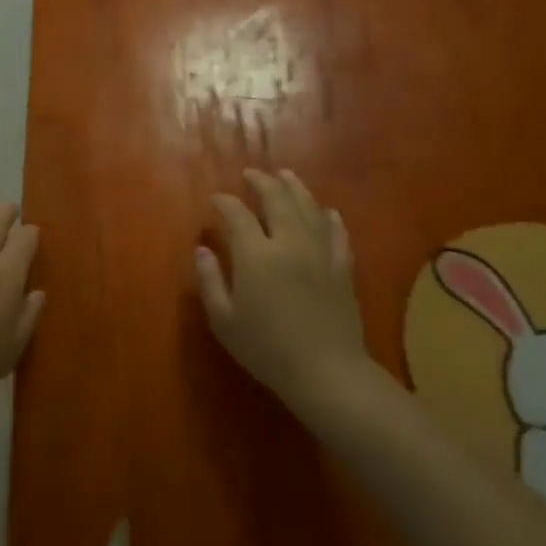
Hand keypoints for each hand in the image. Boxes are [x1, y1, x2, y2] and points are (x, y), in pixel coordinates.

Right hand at [196, 169, 373, 417]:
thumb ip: (210, 281)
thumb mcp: (224, 320)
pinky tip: (326, 211)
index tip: (215, 199)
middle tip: (251, 174)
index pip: (237, 215)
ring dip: (295, 188)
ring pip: (309, 208)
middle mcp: (290, 243)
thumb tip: (202, 250)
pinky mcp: (343, 267)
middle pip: (277, 199)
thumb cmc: (266, 349)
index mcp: (256, 255)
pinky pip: (337, 232)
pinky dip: (329, 217)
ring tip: (285, 175)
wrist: (325, 371)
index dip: (224, 202)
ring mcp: (321, 252)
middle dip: (262, 182)